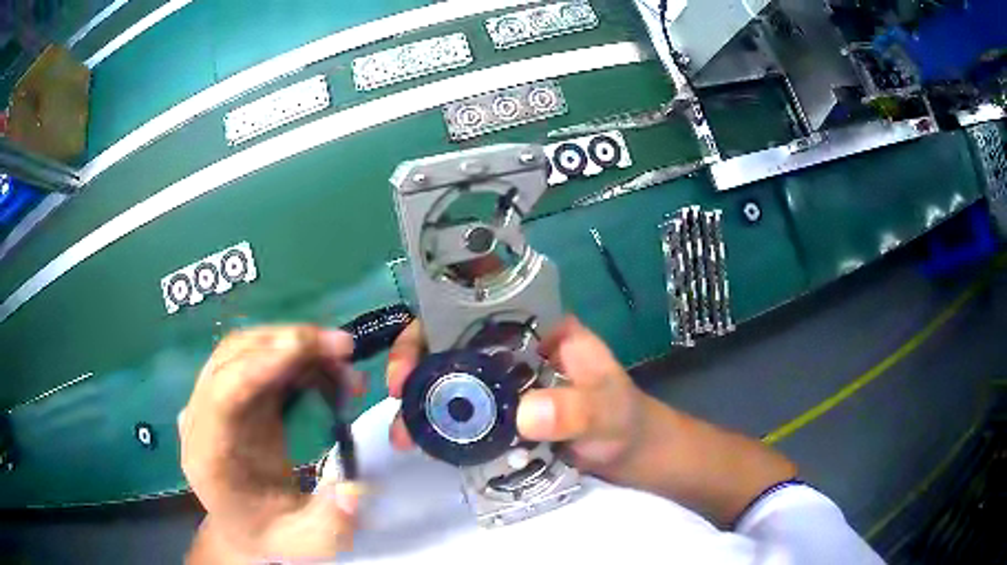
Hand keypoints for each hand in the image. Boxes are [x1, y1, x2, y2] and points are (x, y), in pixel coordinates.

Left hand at [179, 326, 363, 561]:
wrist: (248, 529)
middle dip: (288, 343)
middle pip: (232, 357)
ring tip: (342, 362)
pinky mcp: (231, 396)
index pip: (223, 393)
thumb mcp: (309, 543)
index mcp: (208, 456)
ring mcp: (213, 402)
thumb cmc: (273, 536)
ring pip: (245, 349)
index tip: (309, 347)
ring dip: (294, 345)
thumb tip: (354, 487)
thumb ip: (332, 521)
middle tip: (343, 350)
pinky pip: (256, 360)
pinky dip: (292, 357)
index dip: (261, 364)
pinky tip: (323, 371)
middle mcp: (202, 419)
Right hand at [385, 316, 651, 479]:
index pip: (480, 301)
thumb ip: (575, 409)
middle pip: (451, 338)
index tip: (416, 345)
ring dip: (419, 398)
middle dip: (416, 359)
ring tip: (402, 432)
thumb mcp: (605, 410)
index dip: (439, 310)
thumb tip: (523, 413)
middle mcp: (513, 348)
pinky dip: (435, 423)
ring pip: (448, 376)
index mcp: (538, 327)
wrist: (629, 455)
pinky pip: (458, 411)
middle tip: (397, 392)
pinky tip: (421, 442)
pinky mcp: (498, 413)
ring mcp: (503, 382)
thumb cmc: (624, 421)